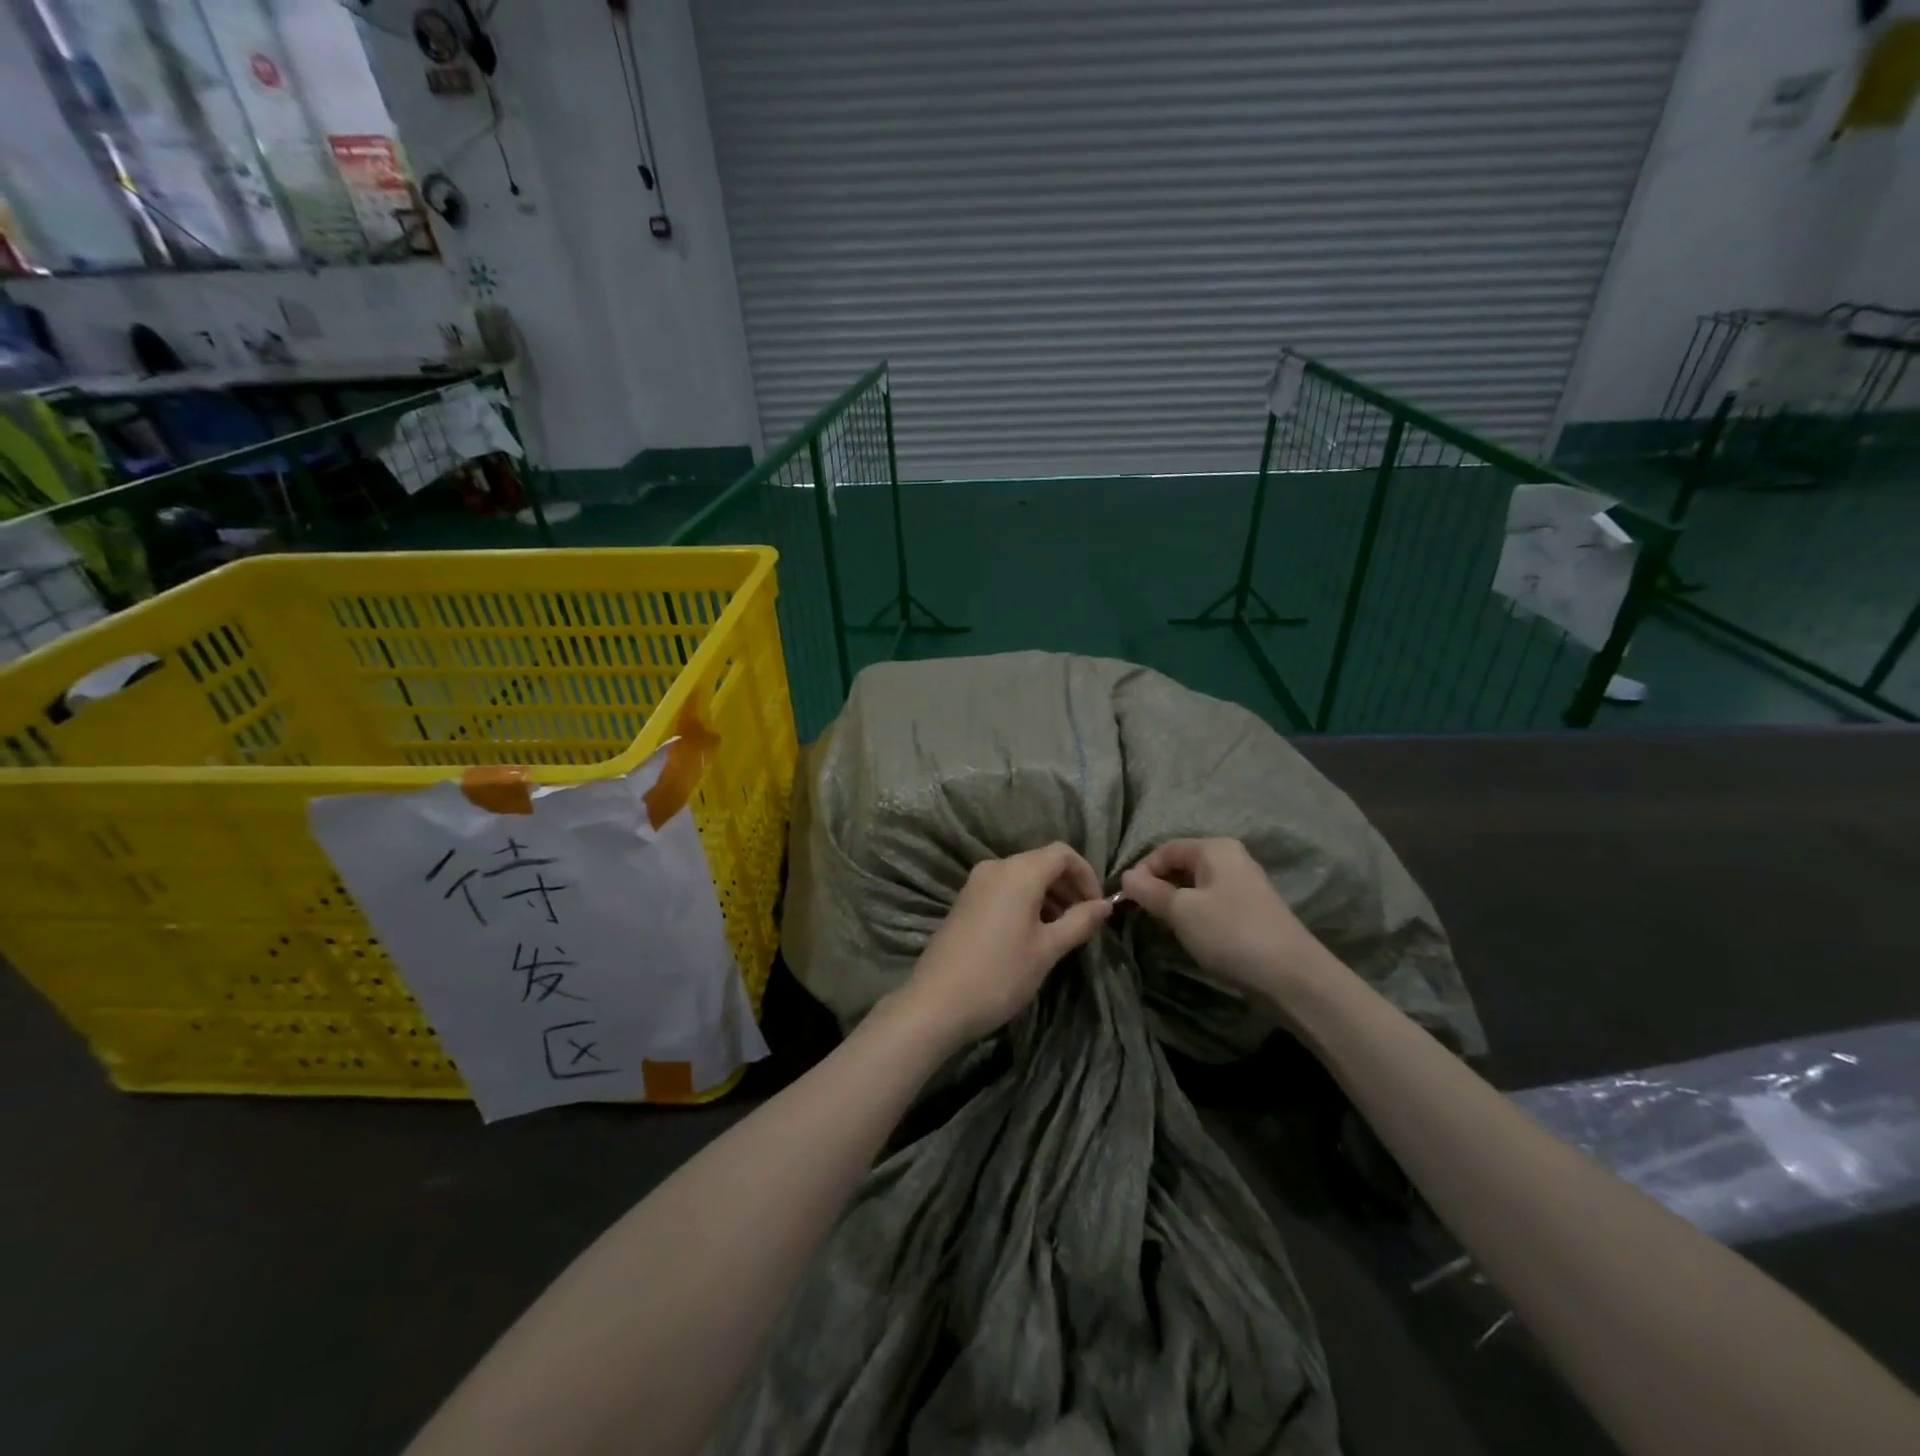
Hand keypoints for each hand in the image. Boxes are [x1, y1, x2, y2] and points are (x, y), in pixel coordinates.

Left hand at [899, 843, 1112, 1044]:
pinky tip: (1032, 934)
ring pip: (1023, 877)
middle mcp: (996, 867)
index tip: (1097, 907)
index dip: (1086, 875)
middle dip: (1068, 887)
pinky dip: (1025, 902)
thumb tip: (1106, 905)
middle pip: (1042, 863)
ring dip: (1048, 896)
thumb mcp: (1047, 950)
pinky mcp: (965, 900)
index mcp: (1018, 872)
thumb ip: (1079, 922)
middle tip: (1084, 922)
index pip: (1062, 853)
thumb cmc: (1000, 974)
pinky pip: (1004, 889)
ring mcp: (976, 883)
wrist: (937, 1002)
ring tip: (1061, 932)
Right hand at [1120, 838, 1337, 1004]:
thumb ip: (1150, 891)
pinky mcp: (1252, 910)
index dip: (1141, 871)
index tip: (1126, 900)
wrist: (1292, 976)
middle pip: (1181, 865)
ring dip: (1176, 903)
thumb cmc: (1230, 933)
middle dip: (1158, 887)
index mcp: (1214, 848)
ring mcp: (1244, 884)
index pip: (1164, 849)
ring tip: (1164, 927)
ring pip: (1196, 885)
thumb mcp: (1182, 911)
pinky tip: (1192, 936)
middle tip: (1143, 914)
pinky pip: (1212, 902)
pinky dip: (1196, 914)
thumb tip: (1126, 876)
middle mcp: (1231, 858)